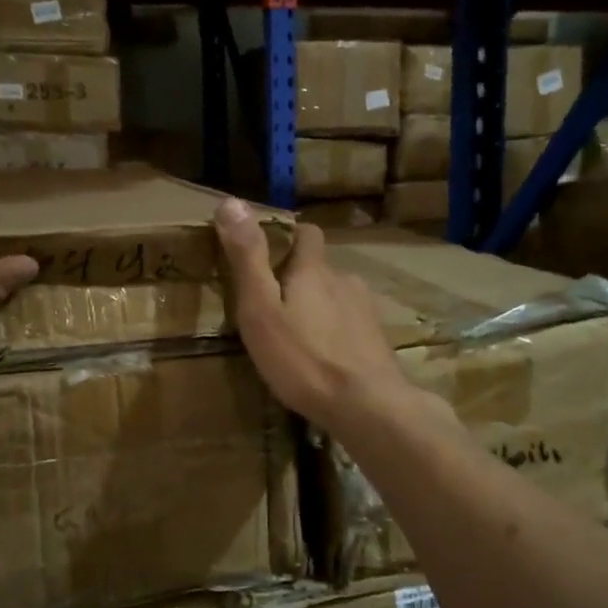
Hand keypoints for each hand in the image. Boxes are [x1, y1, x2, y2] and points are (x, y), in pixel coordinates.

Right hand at [213, 198, 423, 436]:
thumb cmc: (304, 358)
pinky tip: (323, 358)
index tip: (265, 250)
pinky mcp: (377, 342)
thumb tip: (230, 201)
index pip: (307, 232)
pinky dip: (334, 333)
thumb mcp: (261, 309)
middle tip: (271, 306)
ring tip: (296, 336)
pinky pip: (349, 326)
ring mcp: (366, 312)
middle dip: (298, 279)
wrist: (368, 406)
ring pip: (336, 298)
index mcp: (314, 270)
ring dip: (317, 308)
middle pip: (319, 269)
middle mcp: (345, 281)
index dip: (288, 235)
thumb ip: (247, 258)